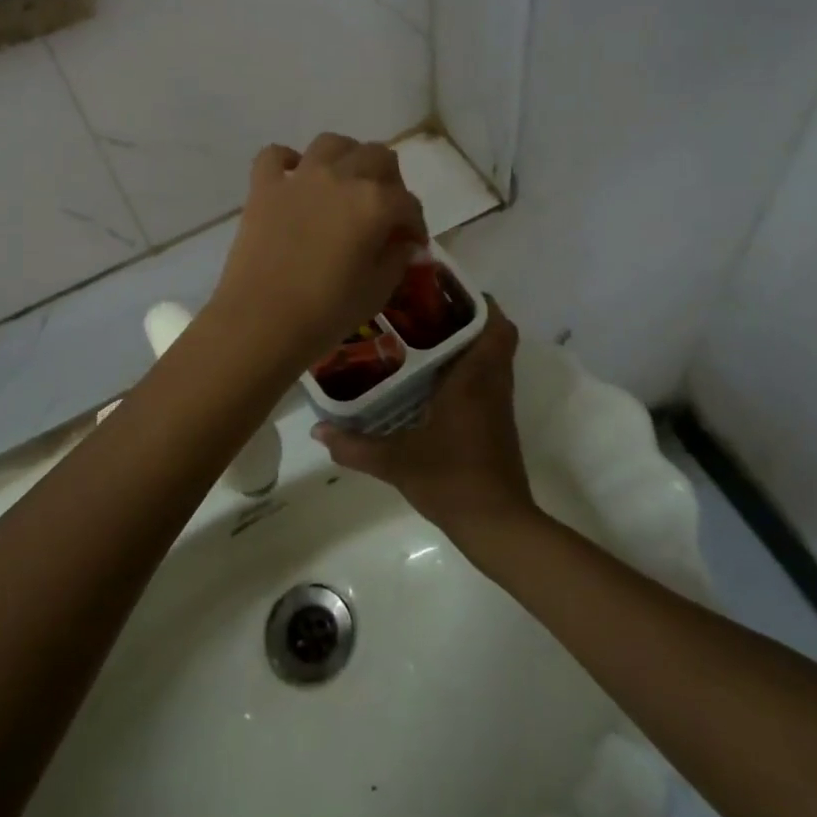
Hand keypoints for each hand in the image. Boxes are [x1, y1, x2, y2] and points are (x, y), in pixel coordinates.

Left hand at [209, 134, 427, 371]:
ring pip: (332, 144)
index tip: (412, 244)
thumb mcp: (377, 292)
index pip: (407, 203)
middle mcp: (340, 178)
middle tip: (385, 209)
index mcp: (375, 203)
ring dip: (346, 156)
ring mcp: (299, 178)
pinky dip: (287, 160)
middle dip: (390, 180)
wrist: (260, 321)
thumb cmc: (326, 312)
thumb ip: (397, 259)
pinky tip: (294, 176)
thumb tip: (404, 243)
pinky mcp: (264, 187)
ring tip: (346, 181)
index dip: (415, 224)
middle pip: (377, 157)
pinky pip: (275, 155)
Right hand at [313, 302, 536, 539]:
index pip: (494, 325)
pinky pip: (489, 379)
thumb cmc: (451, 480)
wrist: (497, 525)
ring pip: (494, 357)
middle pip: (496, 334)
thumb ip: (355, 445)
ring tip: (425, 336)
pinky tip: (434, 380)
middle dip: (468, 317)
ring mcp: (498, 404)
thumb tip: (318, 429)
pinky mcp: (498, 423)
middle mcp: (492, 383)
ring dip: (470, 342)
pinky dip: (470, 368)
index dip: (479, 301)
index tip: (446, 290)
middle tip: (427, 311)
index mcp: (474, 379)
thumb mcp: (396, 462)